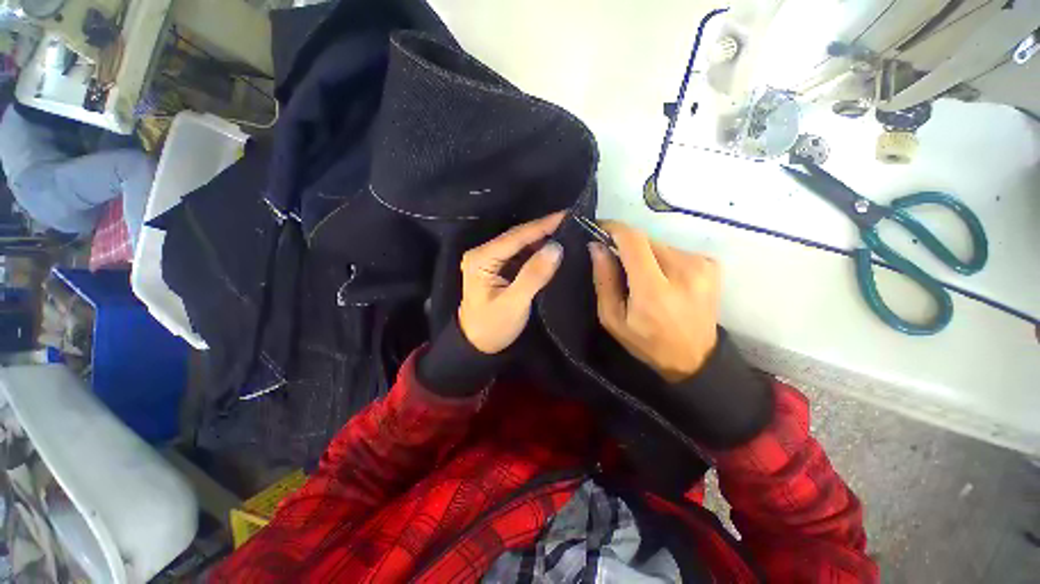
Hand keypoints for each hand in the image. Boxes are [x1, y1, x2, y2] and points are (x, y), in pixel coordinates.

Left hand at [458, 212, 564, 353]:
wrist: (478, 344)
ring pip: (521, 244)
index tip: (569, 215)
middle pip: (518, 236)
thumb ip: (534, 275)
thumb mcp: (514, 303)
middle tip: (573, 222)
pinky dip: (538, 251)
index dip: (543, 225)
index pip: (516, 236)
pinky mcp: (499, 267)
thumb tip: (556, 247)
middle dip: (544, 229)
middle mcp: (484, 253)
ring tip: (568, 232)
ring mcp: (491, 259)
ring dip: (543, 239)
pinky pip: (521, 254)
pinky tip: (554, 248)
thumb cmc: (493, 327)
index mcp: (481, 258)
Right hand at [589, 221, 720, 382]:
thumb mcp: (613, 318)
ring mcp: (701, 265)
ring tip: (643, 279)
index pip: (633, 240)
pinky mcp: (711, 265)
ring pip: (659, 244)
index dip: (613, 229)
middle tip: (619, 266)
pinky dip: (662, 259)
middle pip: (645, 240)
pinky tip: (665, 280)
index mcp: (654, 289)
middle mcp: (683, 270)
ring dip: (645, 254)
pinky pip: (675, 251)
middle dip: (627, 247)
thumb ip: (604, 280)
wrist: (695, 359)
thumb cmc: (646, 342)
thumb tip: (597, 246)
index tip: (600, 230)